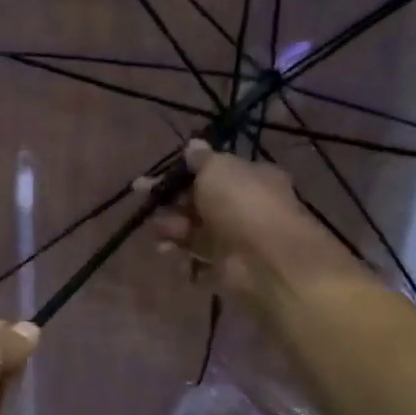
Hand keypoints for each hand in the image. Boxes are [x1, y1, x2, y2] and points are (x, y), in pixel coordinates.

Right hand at [147, 140, 369, 313]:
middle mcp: (244, 206)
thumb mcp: (218, 169)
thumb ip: (201, 159)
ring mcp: (235, 239)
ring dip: (174, 234)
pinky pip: (200, 263)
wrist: (267, 260)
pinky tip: (181, 262)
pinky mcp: (228, 269)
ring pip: (195, 233)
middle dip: (170, 206)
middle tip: (148, 207)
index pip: (209, 173)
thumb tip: (193, 145)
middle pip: (198, 203)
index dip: (178, 176)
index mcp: (248, 177)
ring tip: (162, 240)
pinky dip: (188, 263)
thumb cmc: (242, 204)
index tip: (148, 182)